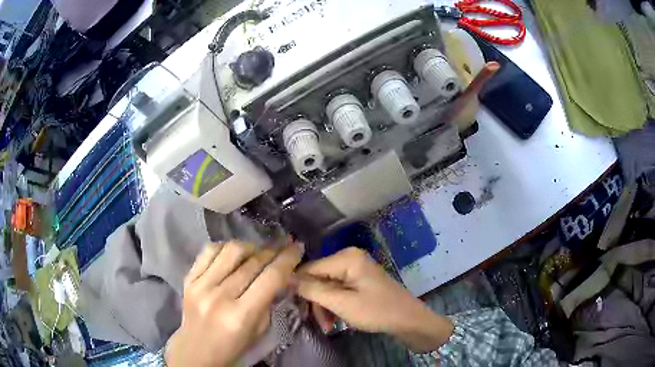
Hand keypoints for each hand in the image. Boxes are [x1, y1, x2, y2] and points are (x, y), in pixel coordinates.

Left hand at [165, 239, 301, 366]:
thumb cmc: (233, 346)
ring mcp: (201, 285)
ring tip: (258, 252)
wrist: (197, 350)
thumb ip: (269, 301)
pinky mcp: (188, 278)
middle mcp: (220, 296)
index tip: (297, 247)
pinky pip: (209, 251)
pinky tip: (234, 254)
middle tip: (283, 245)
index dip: (287, 259)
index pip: (270, 278)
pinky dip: (225, 248)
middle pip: (252, 262)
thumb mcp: (260, 330)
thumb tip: (283, 275)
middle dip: (273, 251)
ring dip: (250, 247)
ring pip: (231, 250)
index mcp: (241, 315)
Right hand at [296, 247, 453, 351]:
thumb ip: (312, 290)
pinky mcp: (358, 280)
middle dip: (315, 302)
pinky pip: (337, 290)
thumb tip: (286, 278)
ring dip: (324, 307)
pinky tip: (334, 321)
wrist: (408, 320)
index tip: (292, 307)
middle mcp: (349, 258)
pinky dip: (334, 306)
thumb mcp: (342, 303)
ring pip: (326, 287)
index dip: (298, 287)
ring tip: (327, 326)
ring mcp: (355, 269)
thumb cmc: (377, 311)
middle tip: (316, 323)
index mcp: (346, 258)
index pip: (309, 268)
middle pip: (317, 278)